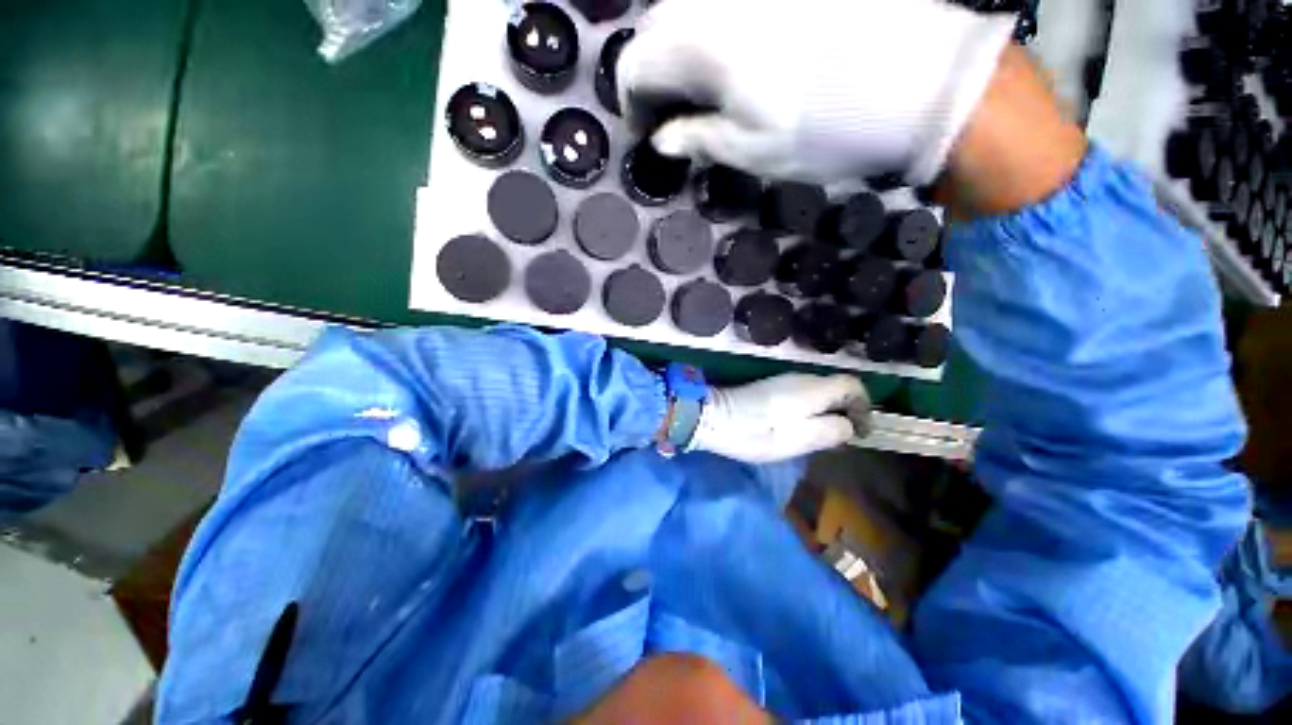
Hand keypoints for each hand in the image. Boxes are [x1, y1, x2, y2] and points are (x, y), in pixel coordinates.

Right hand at [617, 0, 1013, 185]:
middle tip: (676, 115)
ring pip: (689, 11)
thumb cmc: (827, 129)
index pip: (634, 66)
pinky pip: (725, 4)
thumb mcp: (752, 151)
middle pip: (657, 31)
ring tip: (704, 91)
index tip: (649, 132)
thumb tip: (663, 139)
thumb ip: (697, 140)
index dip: (634, 105)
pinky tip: (734, 59)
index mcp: (701, 42)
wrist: (921, 83)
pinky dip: (714, 32)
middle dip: (656, 77)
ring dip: (684, 53)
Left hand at [690, 374, 868, 463]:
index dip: (865, 407)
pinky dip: (811, 410)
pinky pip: (802, 395)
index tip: (860, 432)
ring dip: (828, 412)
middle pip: (837, 388)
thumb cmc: (757, 432)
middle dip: (847, 411)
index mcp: (813, 388)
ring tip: (823, 438)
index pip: (853, 385)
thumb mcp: (799, 439)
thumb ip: (830, 430)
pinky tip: (800, 428)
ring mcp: (783, 380)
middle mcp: (801, 378)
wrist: (714, 418)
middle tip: (842, 439)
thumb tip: (848, 425)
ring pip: (819, 392)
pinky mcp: (770, 387)